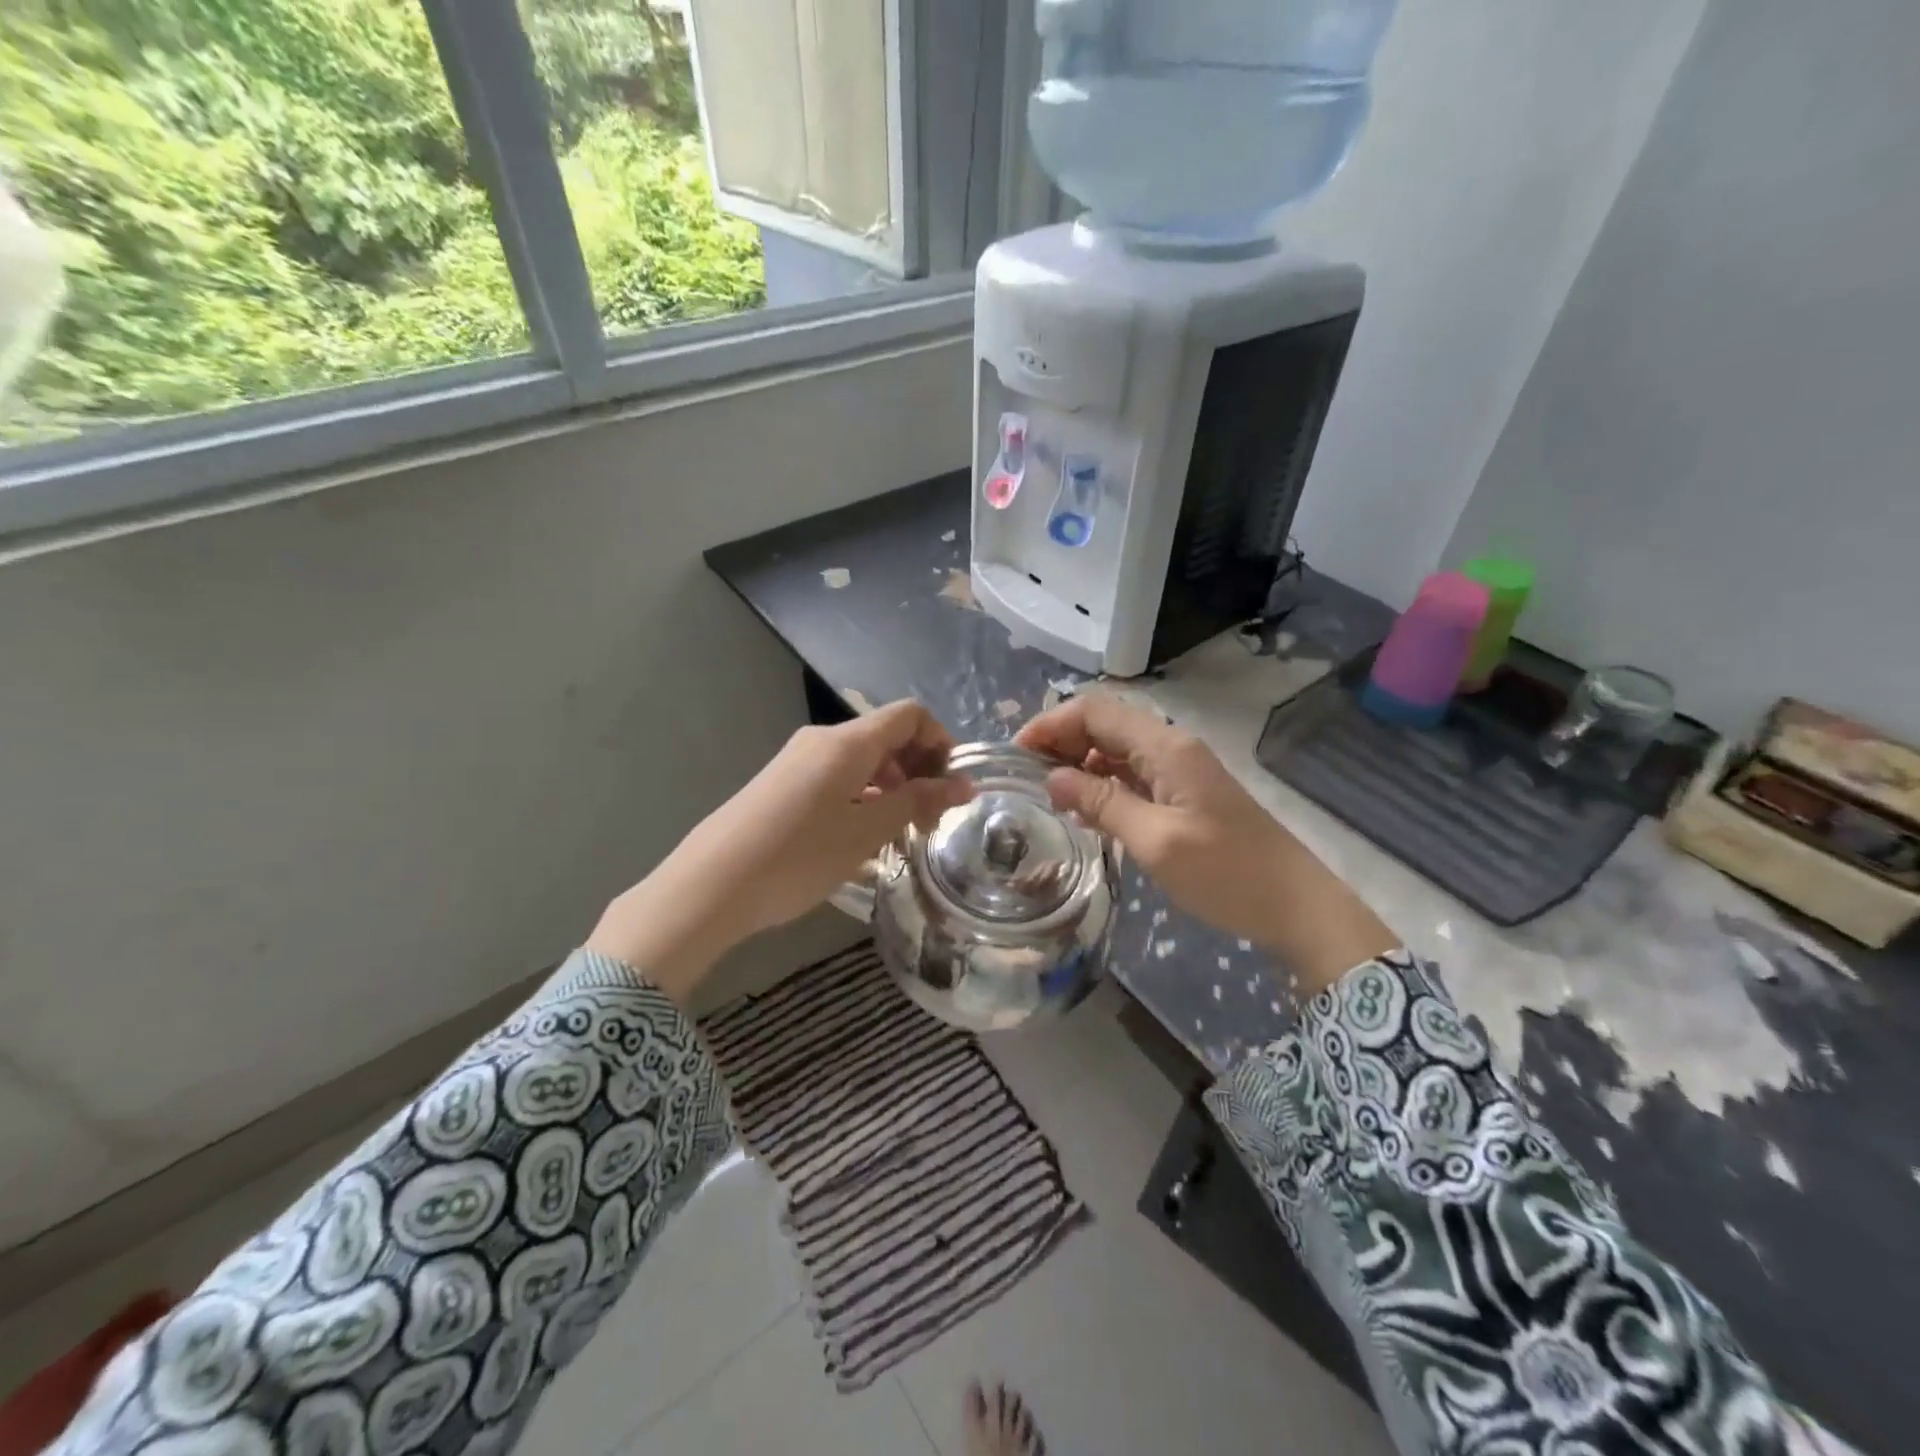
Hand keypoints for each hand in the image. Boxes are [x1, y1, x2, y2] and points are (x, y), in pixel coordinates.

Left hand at [588, 701, 970, 1005]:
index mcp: (847, 741)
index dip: (941, 742)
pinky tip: (861, 836)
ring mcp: (798, 760)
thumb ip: (917, 802)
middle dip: (918, 769)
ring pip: (862, 759)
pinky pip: (837, 776)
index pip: (910, 715)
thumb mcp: (867, 831)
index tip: (951, 787)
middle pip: (886, 735)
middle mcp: (822, 739)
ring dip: (891, 786)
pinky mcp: (782, 783)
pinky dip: (863, 795)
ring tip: (899, 833)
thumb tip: (964, 784)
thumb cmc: (798, 855)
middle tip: (930, 820)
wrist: (710, 885)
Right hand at [1017, 693, 1396, 995]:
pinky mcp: (1183, 794)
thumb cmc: (1226, 873)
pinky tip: (1084, 809)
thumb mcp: (1155, 841)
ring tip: (1046, 794)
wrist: (1295, 905)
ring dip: (1078, 763)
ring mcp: (1179, 770)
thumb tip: (1050, 778)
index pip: (1095, 711)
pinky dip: (1102, 784)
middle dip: (1059, 742)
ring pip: (1115, 750)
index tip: (1015, 756)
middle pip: (1103, 725)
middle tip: (1025, 777)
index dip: (1050, 724)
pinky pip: (1131, 775)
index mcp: (1165, 747)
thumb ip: (1101, 803)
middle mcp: (1170, 747)